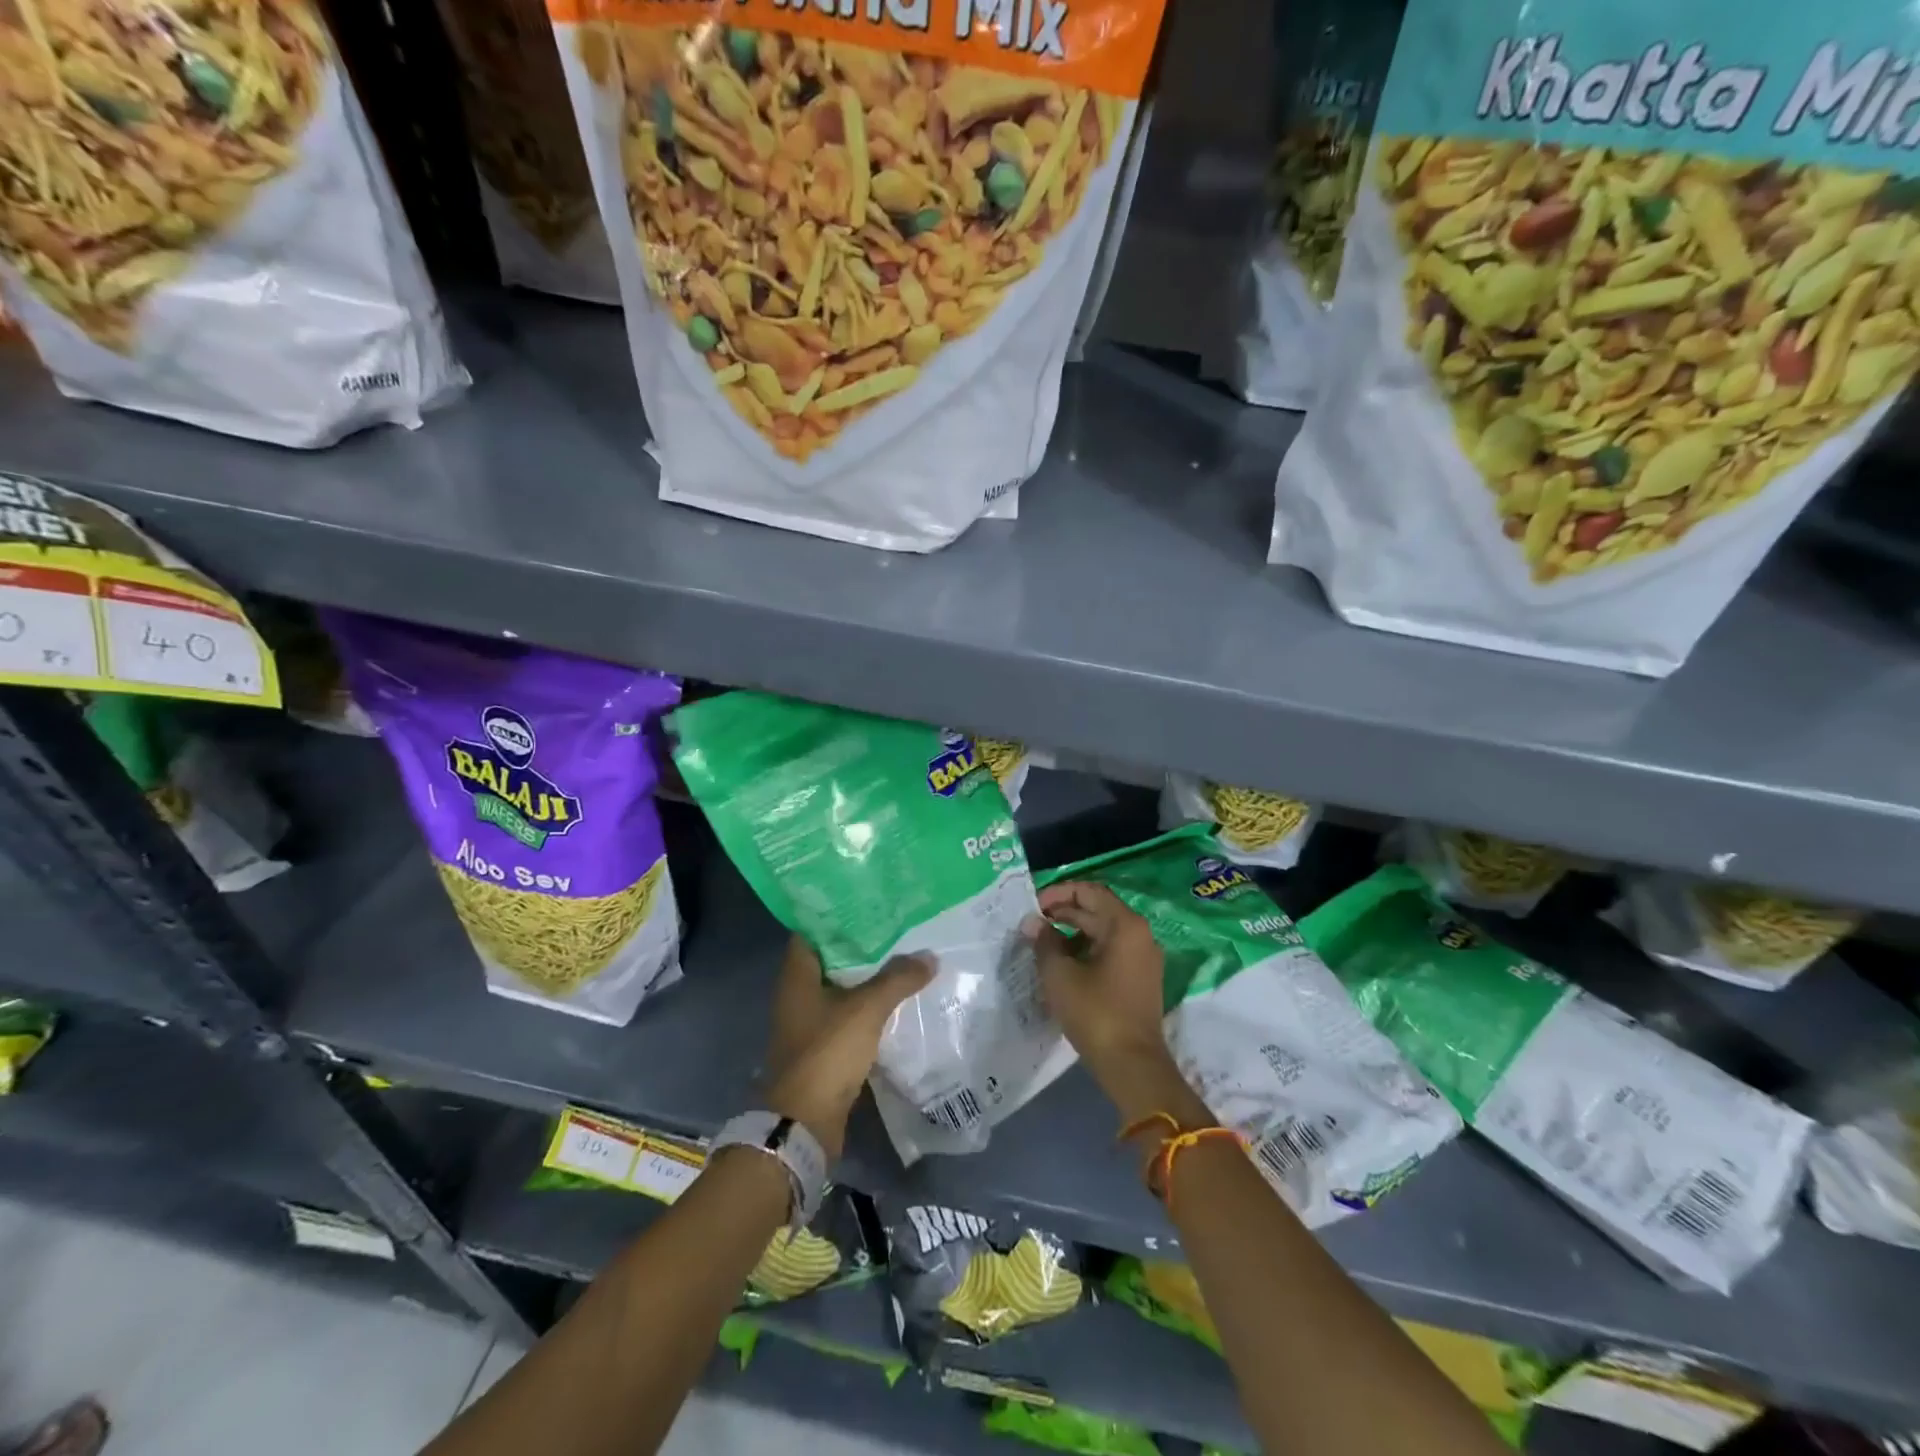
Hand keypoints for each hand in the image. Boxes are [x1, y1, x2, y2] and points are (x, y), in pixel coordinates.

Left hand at [763, 935, 932, 1159]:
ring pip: (842, 988)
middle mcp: (798, 994)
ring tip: (904, 958)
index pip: (812, 931)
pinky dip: (869, 1007)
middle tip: (897, 927)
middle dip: (862, 945)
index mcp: (798, 976)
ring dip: (868, 977)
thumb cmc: (827, 1053)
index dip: (837, 915)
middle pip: (831, 959)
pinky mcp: (823, 1047)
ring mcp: (809, 1022)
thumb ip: (898, 979)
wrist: (805, 1122)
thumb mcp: (867, 1009)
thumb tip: (929, 956)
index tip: (869, 903)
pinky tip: (898, 999)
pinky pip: (849, 1015)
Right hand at [1025, 883, 1205, 1127]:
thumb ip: (1044, 942)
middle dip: (1063, 913)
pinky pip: (1110, 951)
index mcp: (1125, 925)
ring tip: (1041, 944)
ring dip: (1072, 932)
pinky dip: (1085, 950)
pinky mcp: (1139, 979)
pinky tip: (1062, 964)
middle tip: (1031, 924)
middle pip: (1097, 910)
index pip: (1089, 891)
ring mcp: (1142, 958)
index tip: (1033, 906)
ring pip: (1103, 932)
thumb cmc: (1095, 1012)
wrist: (1132, 1065)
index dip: (1058, 893)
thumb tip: (1033, 923)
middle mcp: (1139, 934)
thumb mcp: (1060, 975)